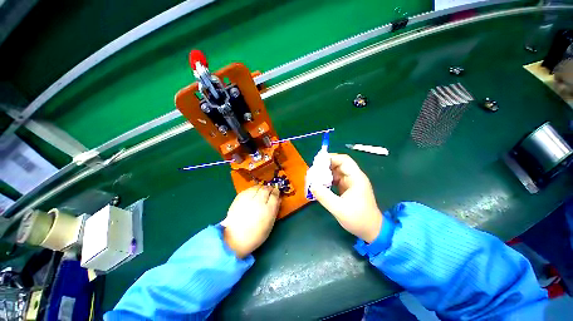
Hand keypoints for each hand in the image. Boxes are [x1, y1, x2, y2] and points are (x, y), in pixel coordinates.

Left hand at [221, 185, 280, 257]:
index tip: (277, 192)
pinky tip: (254, 192)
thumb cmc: (256, 235)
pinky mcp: (239, 197)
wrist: (234, 238)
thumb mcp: (270, 224)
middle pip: (266, 189)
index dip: (276, 192)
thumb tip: (278, 199)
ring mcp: (248, 198)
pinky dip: (253, 189)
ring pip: (258, 187)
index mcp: (268, 209)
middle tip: (270, 190)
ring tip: (262, 190)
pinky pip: (249, 189)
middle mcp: (259, 201)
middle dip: (269, 188)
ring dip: (262, 188)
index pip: (275, 195)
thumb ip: (275, 210)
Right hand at [310, 154, 382, 242]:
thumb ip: (324, 196)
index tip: (317, 162)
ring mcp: (350, 182)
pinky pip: (335, 179)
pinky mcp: (347, 188)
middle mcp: (354, 177)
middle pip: (339, 164)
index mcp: (356, 178)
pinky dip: (327, 180)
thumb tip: (311, 185)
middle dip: (325, 165)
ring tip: (314, 177)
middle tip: (313, 170)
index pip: (344, 160)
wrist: (371, 231)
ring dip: (325, 173)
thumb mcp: (339, 209)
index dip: (331, 158)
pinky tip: (319, 184)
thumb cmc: (358, 219)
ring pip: (336, 171)